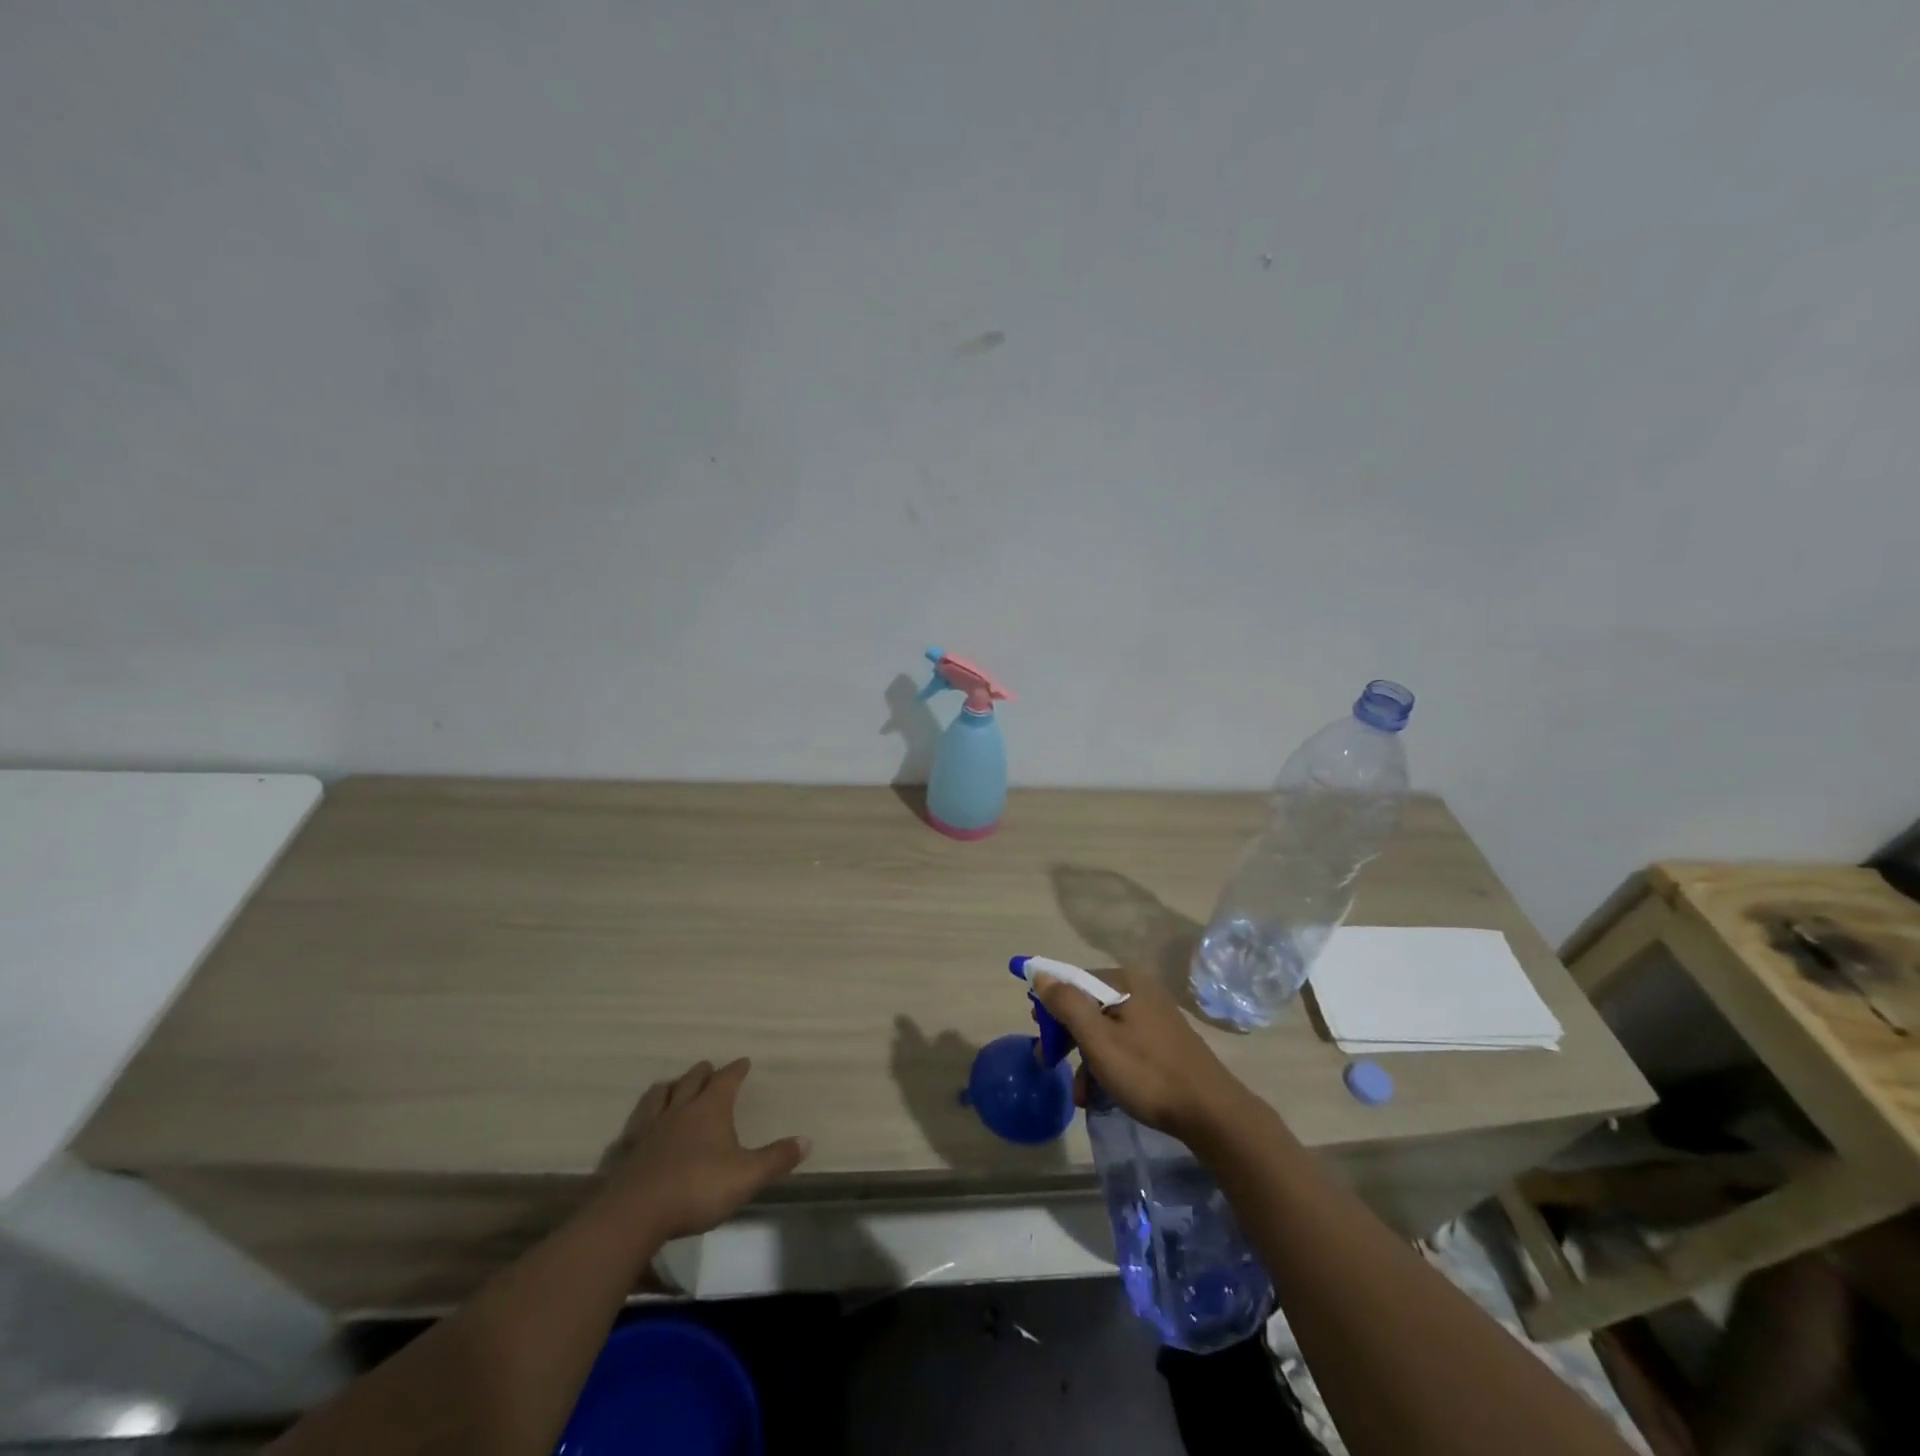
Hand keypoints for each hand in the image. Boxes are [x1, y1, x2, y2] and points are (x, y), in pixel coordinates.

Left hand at [599, 1058, 809, 1241]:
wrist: (636, 1212)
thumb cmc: (698, 1187)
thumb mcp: (746, 1175)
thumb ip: (776, 1158)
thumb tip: (806, 1141)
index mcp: (710, 1108)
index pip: (727, 1079)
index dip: (736, 1069)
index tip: (744, 1062)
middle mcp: (680, 1109)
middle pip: (692, 1080)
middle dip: (703, 1072)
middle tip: (709, 1069)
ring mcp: (650, 1128)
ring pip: (660, 1095)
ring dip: (670, 1087)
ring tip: (674, 1087)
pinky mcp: (627, 1150)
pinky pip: (635, 1125)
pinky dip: (643, 1119)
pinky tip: (642, 1127)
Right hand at [1031, 968, 1251, 1142]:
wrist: (1211, 1113)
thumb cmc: (1148, 1073)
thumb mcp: (1098, 1040)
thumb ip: (1067, 1004)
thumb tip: (1041, 973)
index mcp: (1127, 982)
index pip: (1075, 981)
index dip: (1051, 1004)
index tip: (1038, 1032)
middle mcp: (1142, 990)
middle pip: (1089, 1005)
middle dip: (1067, 1036)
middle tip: (1049, 1061)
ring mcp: (1155, 1016)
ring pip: (1105, 1029)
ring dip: (1085, 1058)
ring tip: (1078, 1093)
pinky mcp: (1164, 1041)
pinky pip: (1123, 1044)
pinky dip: (1107, 1065)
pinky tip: (1099, 1094)